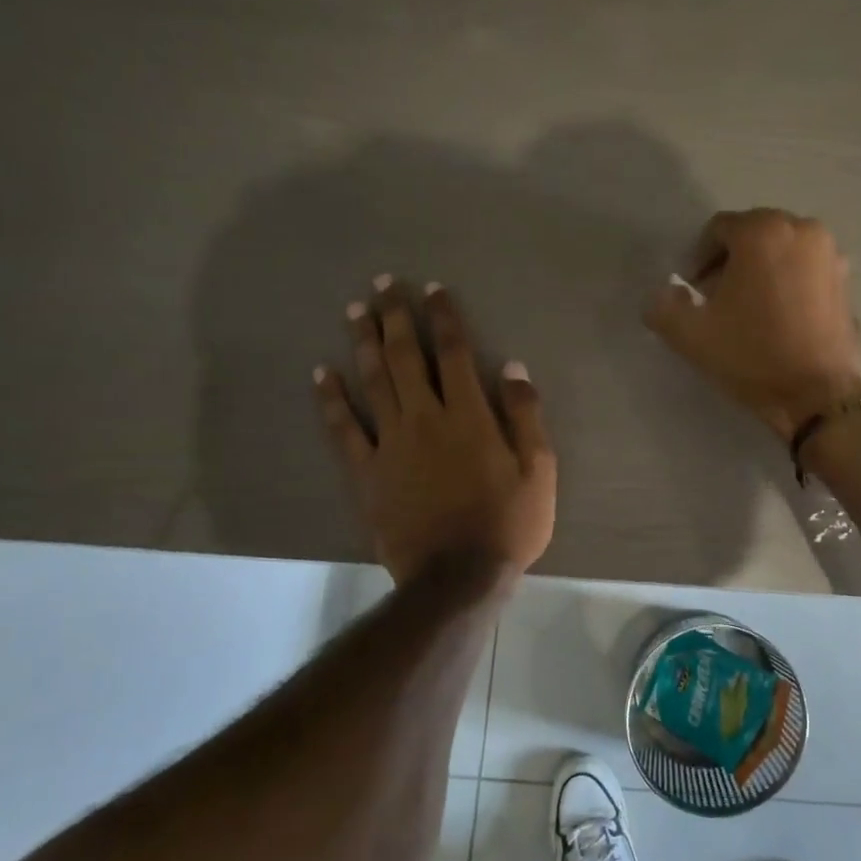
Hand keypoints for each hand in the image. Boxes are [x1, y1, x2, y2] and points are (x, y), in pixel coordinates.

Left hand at [314, 276, 555, 584]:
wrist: (458, 577)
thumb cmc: (509, 523)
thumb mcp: (540, 470)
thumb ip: (526, 415)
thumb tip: (512, 366)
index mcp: (470, 416)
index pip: (454, 353)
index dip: (443, 317)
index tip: (432, 289)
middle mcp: (426, 419)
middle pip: (406, 357)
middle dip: (395, 317)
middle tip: (382, 283)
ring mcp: (391, 444)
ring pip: (373, 382)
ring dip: (363, 343)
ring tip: (354, 311)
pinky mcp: (367, 473)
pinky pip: (343, 430)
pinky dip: (331, 400)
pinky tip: (321, 373)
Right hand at [645, 209, 860, 439]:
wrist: (818, 395)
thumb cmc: (753, 356)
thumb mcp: (691, 335)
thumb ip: (663, 306)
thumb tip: (664, 294)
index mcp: (763, 231)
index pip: (718, 230)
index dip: (698, 260)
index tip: (692, 293)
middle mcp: (802, 229)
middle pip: (752, 236)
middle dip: (730, 263)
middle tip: (716, 302)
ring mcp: (831, 255)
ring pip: (781, 253)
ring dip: (760, 272)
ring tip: (748, 312)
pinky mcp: (846, 282)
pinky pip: (805, 271)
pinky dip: (788, 284)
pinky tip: (778, 319)